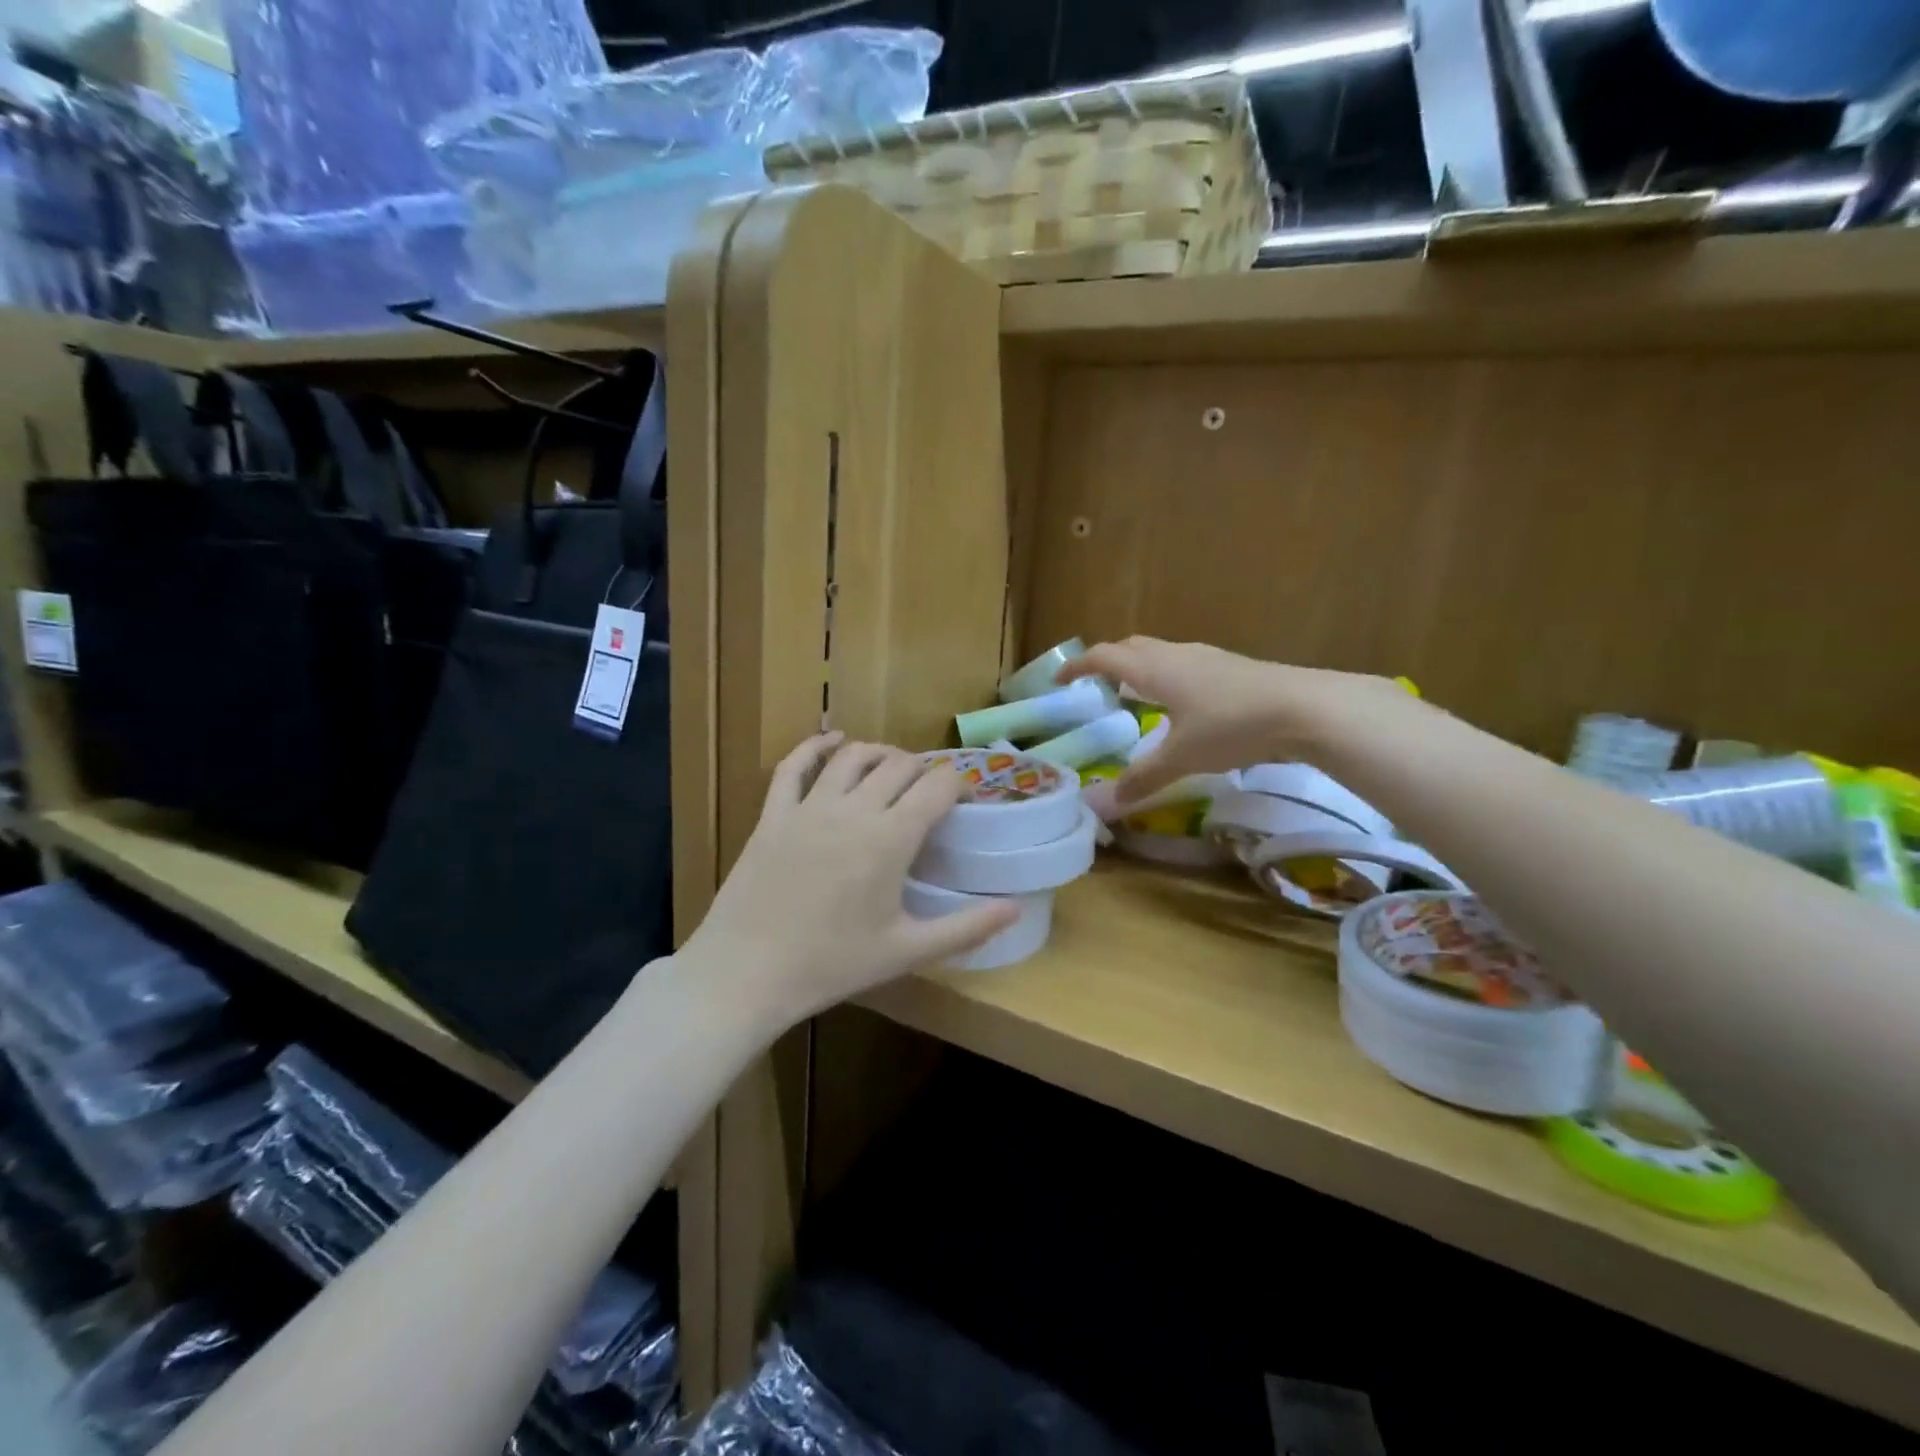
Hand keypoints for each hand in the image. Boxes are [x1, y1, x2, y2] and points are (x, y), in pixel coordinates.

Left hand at [682, 734, 1019, 1027]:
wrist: (747, 973)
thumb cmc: (832, 964)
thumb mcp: (907, 951)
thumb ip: (967, 928)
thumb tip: (1016, 908)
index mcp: (891, 838)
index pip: (937, 786)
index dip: (958, 785)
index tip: (965, 801)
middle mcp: (854, 809)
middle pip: (899, 765)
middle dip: (923, 770)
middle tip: (930, 793)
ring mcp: (809, 807)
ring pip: (852, 756)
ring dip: (879, 753)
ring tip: (892, 767)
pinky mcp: (773, 814)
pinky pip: (794, 766)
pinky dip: (815, 746)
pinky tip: (832, 742)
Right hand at [1057, 637, 1411, 804]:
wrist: (1303, 708)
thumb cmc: (1231, 726)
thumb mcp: (1182, 757)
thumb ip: (1144, 776)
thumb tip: (1111, 801)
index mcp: (1153, 669)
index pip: (1104, 657)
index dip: (1078, 666)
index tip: (1059, 679)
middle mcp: (1176, 655)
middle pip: (1131, 647)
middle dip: (1108, 662)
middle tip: (1096, 686)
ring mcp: (1206, 657)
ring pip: (1160, 653)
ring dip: (1140, 667)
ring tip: (1136, 695)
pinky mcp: (1231, 666)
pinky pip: (1184, 663)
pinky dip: (1167, 676)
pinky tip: (1182, 704)